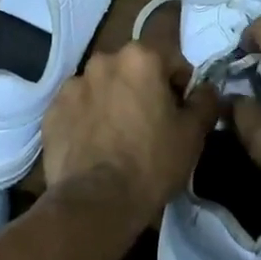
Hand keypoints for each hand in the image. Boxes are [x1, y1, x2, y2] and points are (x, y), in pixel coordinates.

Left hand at [42, 42, 219, 226]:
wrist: (95, 202)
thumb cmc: (151, 163)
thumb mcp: (193, 134)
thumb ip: (205, 101)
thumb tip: (207, 88)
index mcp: (140, 57)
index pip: (171, 60)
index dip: (180, 86)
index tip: (180, 113)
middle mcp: (104, 60)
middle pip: (134, 69)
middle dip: (144, 89)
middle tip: (151, 125)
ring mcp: (73, 84)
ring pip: (104, 86)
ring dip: (114, 101)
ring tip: (119, 138)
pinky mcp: (53, 110)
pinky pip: (78, 107)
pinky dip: (87, 119)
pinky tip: (95, 146)